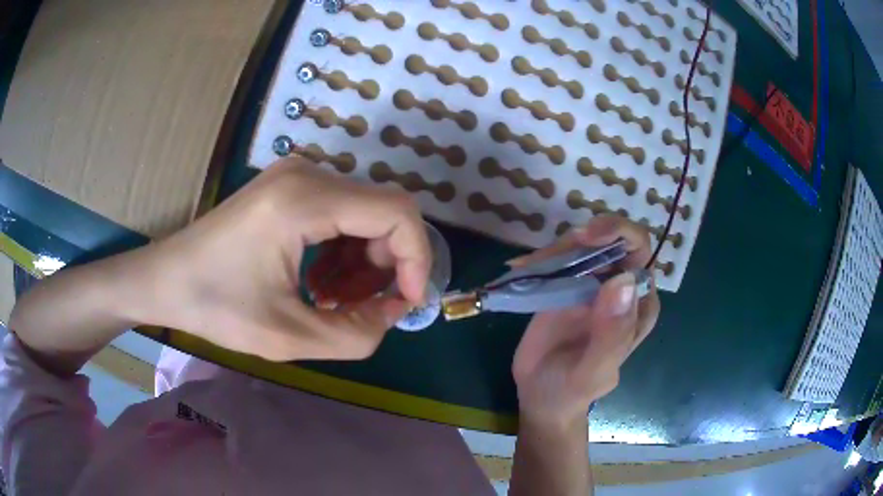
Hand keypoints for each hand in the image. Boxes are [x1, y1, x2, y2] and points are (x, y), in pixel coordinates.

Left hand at [140, 158, 430, 361]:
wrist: (166, 279)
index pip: (396, 212)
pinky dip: (344, 251)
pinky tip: (321, 282)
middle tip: (363, 309)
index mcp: (305, 200)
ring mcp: (298, 175)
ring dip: (364, 262)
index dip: (416, 259)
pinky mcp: (290, 186)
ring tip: (335, 301)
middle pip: (383, 211)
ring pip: (364, 213)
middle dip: (387, 266)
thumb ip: (356, 333)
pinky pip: (341, 213)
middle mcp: (308, 173)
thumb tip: (395, 310)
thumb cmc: (216, 307)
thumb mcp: (288, 337)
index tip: (406, 304)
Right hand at [511, 216, 660, 426]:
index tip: (586, 237)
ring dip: (557, 248)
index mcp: (638, 304)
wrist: (541, 395)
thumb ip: (612, 334)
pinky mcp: (566, 285)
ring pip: (583, 243)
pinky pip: (559, 258)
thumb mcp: (593, 372)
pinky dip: (540, 257)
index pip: (641, 252)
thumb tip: (622, 280)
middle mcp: (621, 287)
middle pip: (611, 239)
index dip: (618, 233)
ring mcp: (592, 283)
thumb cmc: (572, 390)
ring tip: (528, 267)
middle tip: (549, 257)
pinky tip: (519, 266)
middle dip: (583, 237)